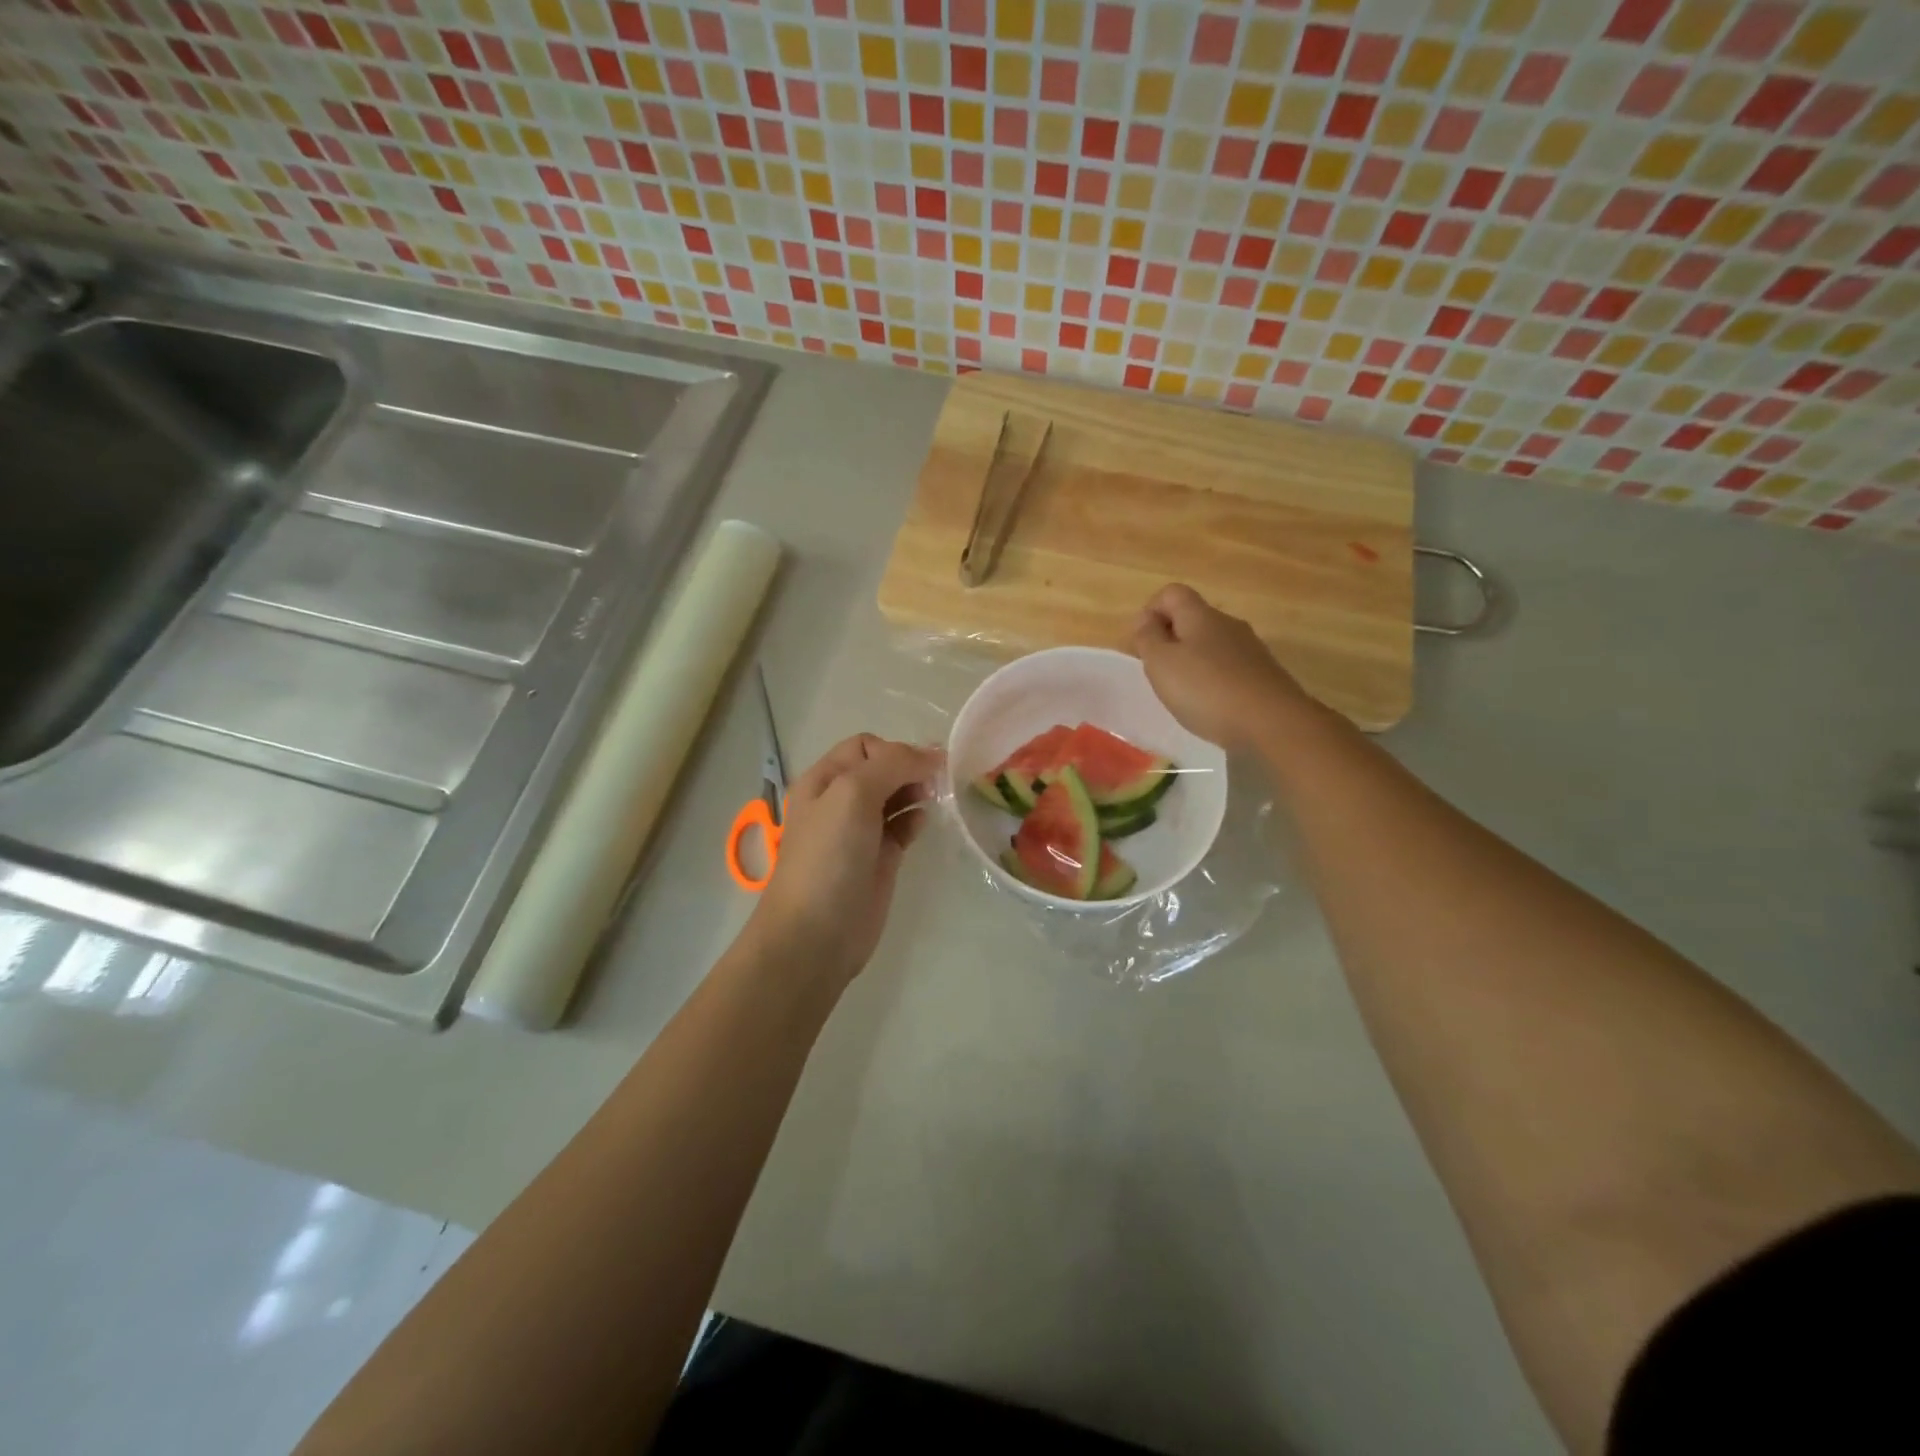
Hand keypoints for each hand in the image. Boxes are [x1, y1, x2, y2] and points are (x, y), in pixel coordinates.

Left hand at [746, 734, 941, 987]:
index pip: (865, 746)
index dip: (894, 751)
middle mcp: (840, 801)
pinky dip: (916, 819)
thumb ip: (892, 765)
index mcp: (824, 780)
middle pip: (883, 769)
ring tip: (933, 800)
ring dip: (917, 791)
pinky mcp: (880, 859)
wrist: (815, 934)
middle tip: (935, 783)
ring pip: (896, 796)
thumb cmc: (828, 857)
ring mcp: (860, 831)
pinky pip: (903, 826)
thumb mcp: (852, 795)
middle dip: (910, 768)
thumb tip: (933, 755)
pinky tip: (923, 824)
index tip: (920, 768)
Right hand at [1132, 584, 1314, 750]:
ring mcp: (1250, 649)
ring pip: (1211, 644)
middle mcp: (1228, 624)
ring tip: (1181, 693)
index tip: (1141, 643)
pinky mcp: (1263, 675)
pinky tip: (1209, 705)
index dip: (1151, 611)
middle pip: (1193, 619)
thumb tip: (1145, 619)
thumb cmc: (1206, 690)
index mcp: (1200, 615)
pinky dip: (1212, 680)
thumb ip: (1147, 637)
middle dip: (1170, 640)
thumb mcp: (1161, 663)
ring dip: (1191, 661)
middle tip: (1157, 673)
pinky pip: (1228, 667)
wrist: (1272, 723)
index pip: (1172, 593)